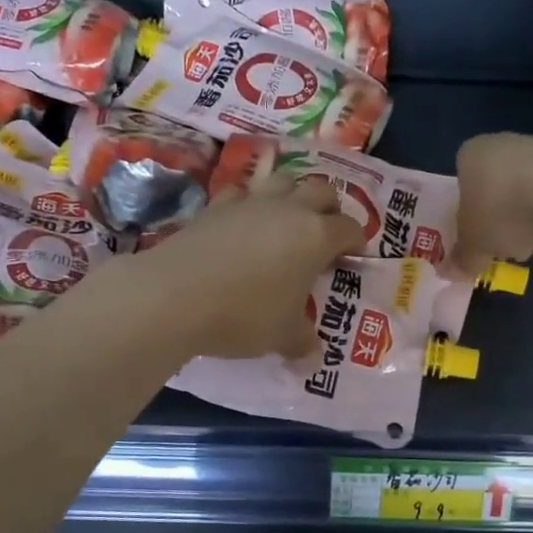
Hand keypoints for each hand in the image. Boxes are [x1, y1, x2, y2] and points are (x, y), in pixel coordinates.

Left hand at [140, 176, 363, 359]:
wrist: (175, 295)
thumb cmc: (244, 315)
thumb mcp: (282, 336)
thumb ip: (303, 340)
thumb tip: (313, 351)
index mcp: (316, 236)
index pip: (349, 228)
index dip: (356, 241)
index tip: (353, 257)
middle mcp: (288, 210)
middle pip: (321, 190)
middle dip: (329, 208)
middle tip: (325, 233)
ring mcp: (250, 202)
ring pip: (283, 180)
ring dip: (292, 195)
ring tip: (286, 220)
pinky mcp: (216, 206)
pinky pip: (242, 193)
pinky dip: (249, 203)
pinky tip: (243, 223)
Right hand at [451, 132, 532, 271]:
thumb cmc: (500, 211)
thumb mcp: (473, 245)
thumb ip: (461, 259)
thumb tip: (450, 272)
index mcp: (470, 154)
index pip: (462, 182)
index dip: (467, 213)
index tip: (475, 235)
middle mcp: (503, 144)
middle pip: (494, 188)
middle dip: (498, 219)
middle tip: (501, 245)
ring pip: (524, 193)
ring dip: (525, 219)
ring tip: (530, 245)